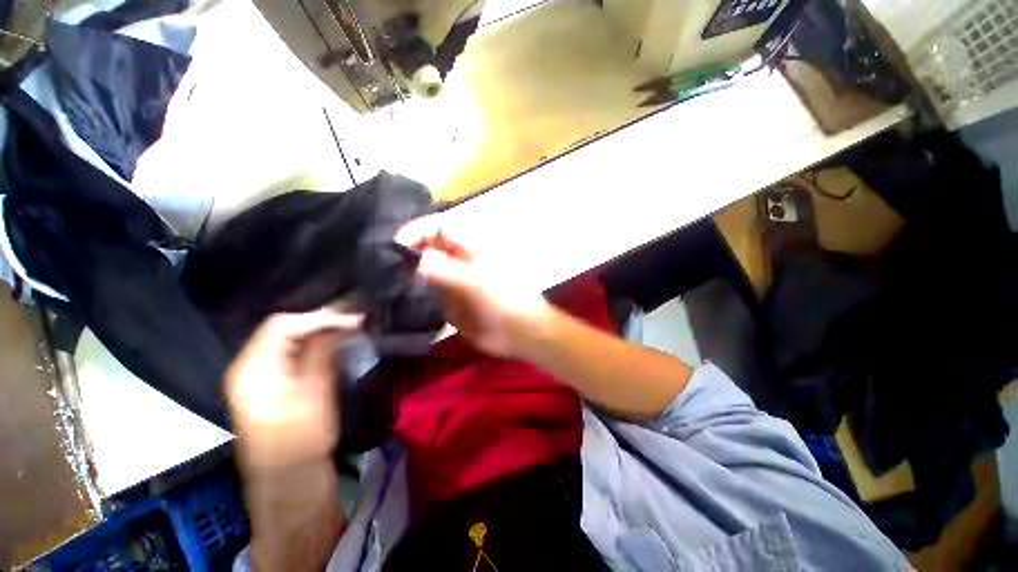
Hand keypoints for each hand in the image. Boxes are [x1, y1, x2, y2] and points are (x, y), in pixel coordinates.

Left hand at [225, 309, 361, 470]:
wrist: (290, 480)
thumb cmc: (301, 439)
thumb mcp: (315, 391)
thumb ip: (323, 352)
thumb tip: (342, 323)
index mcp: (252, 368)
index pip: (282, 324)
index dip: (318, 316)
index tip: (352, 318)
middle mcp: (249, 367)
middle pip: (283, 329)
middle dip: (320, 322)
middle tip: (353, 322)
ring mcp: (259, 378)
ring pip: (289, 341)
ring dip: (319, 333)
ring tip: (348, 331)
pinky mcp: (272, 387)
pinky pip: (292, 354)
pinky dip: (314, 346)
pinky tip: (334, 347)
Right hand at [396, 216, 549, 357]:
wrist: (519, 332)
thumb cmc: (505, 300)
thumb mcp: (476, 282)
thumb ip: (447, 270)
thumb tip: (416, 258)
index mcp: (470, 247)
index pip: (437, 227)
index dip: (416, 230)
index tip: (394, 246)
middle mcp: (458, 259)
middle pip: (427, 245)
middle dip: (408, 251)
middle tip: (385, 264)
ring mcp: (453, 280)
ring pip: (424, 268)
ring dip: (408, 271)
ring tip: (386, 279)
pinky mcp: (449, 300)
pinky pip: (427, 291)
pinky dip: (414, 291)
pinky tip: (399, 296)